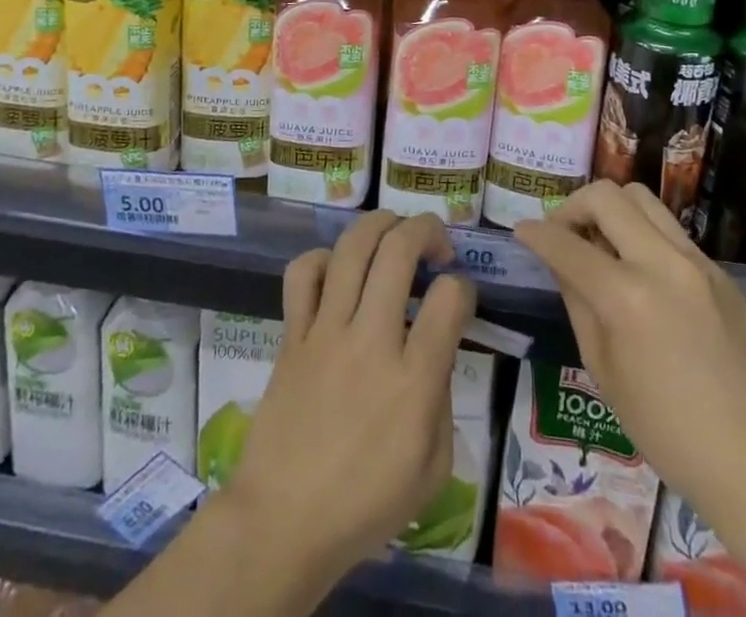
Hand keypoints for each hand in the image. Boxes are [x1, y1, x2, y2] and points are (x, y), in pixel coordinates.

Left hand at [216, 211, 478, 585]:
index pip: (449, 298)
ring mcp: (326, 331)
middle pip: (399, 250)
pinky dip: (322, 256)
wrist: (282, 522)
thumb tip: (435, 348)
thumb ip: (442, 398)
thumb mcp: (432, 468)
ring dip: (379, 223)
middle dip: (425, 229)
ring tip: (393, 231)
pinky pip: (303, 273)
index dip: (463, 286)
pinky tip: (337, 268)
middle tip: (435, 242)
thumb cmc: (365, 505)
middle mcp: (371, 341)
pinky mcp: (293, 334)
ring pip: (352, 247)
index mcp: (413, 381)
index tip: (459, 296)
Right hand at [513, 181, 745, 502]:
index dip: (536, 233)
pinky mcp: (720, 272)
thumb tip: (559, 261)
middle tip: (564, 236)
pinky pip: (670, 231)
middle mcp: (663, 263)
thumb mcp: (603, 371)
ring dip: (611, 211)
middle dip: (573, 207)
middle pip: (607, 196)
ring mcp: (697, 262)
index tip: (522, 231)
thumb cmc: (668, 432)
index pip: (566, 243)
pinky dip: (642, 235)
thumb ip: (577, 303)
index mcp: (628, 297)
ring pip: (642, 199)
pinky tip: (640, 274)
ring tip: (601, 245)